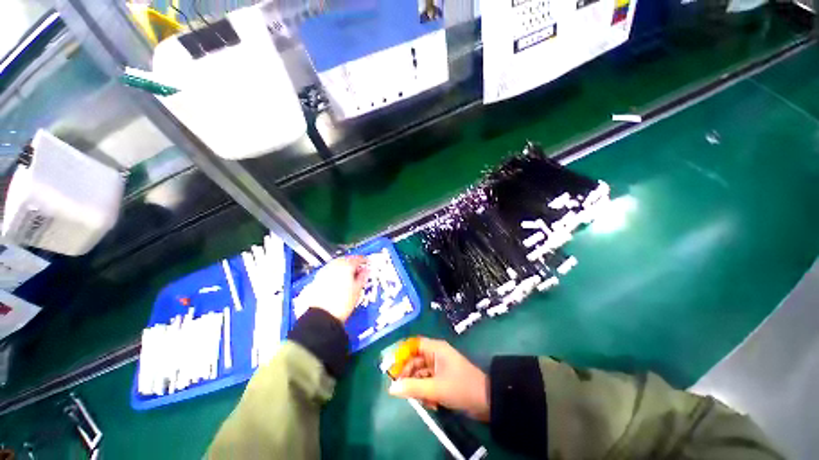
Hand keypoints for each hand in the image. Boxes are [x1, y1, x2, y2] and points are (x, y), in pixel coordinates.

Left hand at [309, 255, 367, 321]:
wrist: (321, 316)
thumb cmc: (341, 304)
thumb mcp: (357, 290)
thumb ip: (363, 277)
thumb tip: (366, 271)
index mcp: (346, 266)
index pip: (358, 259)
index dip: (364, 260)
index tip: (367, 263)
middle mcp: (334, 266)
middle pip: (346, 259)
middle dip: (353, 263)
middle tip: (359, 269)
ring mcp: (324, 272)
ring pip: (336, 264)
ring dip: (343, 267)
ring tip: (349, 275)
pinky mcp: (317, 279)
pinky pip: (329, 271)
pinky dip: (335, 273)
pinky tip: (338, 280)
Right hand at [388, 337, 489, 421]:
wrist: (486, 401)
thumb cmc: (460, 388)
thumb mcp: (435, 389)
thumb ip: (412, 388)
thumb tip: (391, 388)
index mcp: (435, 349)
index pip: (413, 345)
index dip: (401, 354)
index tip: (391, 367)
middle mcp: (436, 354)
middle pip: (415, 360)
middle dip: (408, 375)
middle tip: (401, 389)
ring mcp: (439, 366)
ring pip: (420, 373)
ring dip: (418, 386)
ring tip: (421, 400)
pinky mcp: (442, 378)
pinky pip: (427, 381)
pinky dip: (426, 391)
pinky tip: (430, 403)